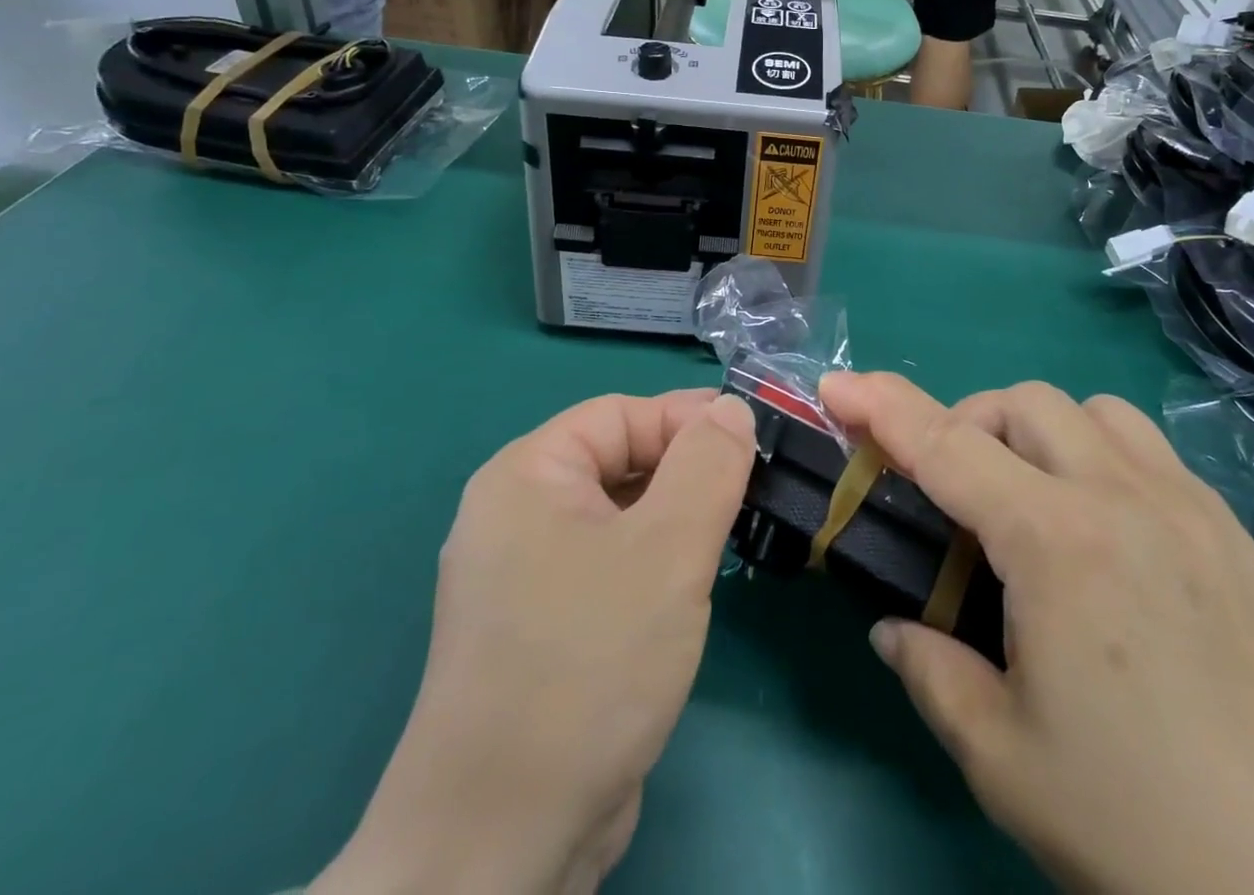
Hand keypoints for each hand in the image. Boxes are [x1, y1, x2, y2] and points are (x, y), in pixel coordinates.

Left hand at [311, 389, 755, 894]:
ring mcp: (524, 577)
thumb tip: (731, 409)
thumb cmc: (588, 665)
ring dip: (675, 520)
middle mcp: (516, 515)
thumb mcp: (667, 550)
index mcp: (527, 475)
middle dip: (686, 472)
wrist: (500, 845)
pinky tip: (691, 591)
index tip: (753, 443)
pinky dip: (654, 564)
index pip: (620, 415)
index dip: (687, 421)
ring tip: (731, 536)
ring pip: (618, 517)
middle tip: (751, 493)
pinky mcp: (542, 629)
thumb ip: (708, 465)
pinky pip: (609, 566)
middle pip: (618, 461)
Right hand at [819, 373, 1253, 894]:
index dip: (881, 406)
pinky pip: (1148, 449)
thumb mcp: (1001, 757)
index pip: (945, 445)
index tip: (836, 385)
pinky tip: (1103, 529)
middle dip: (967, 426)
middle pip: (1021, 404)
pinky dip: (1100, 454)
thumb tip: (894, 627)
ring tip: (1030, 499)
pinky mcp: (1231, 532)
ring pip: (1091, 410)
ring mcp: (1187, 507)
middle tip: (951, 493)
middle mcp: (1121, 498)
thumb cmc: (1136, 827)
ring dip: (1039, 432)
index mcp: (1055, 543)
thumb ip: (931, 671)